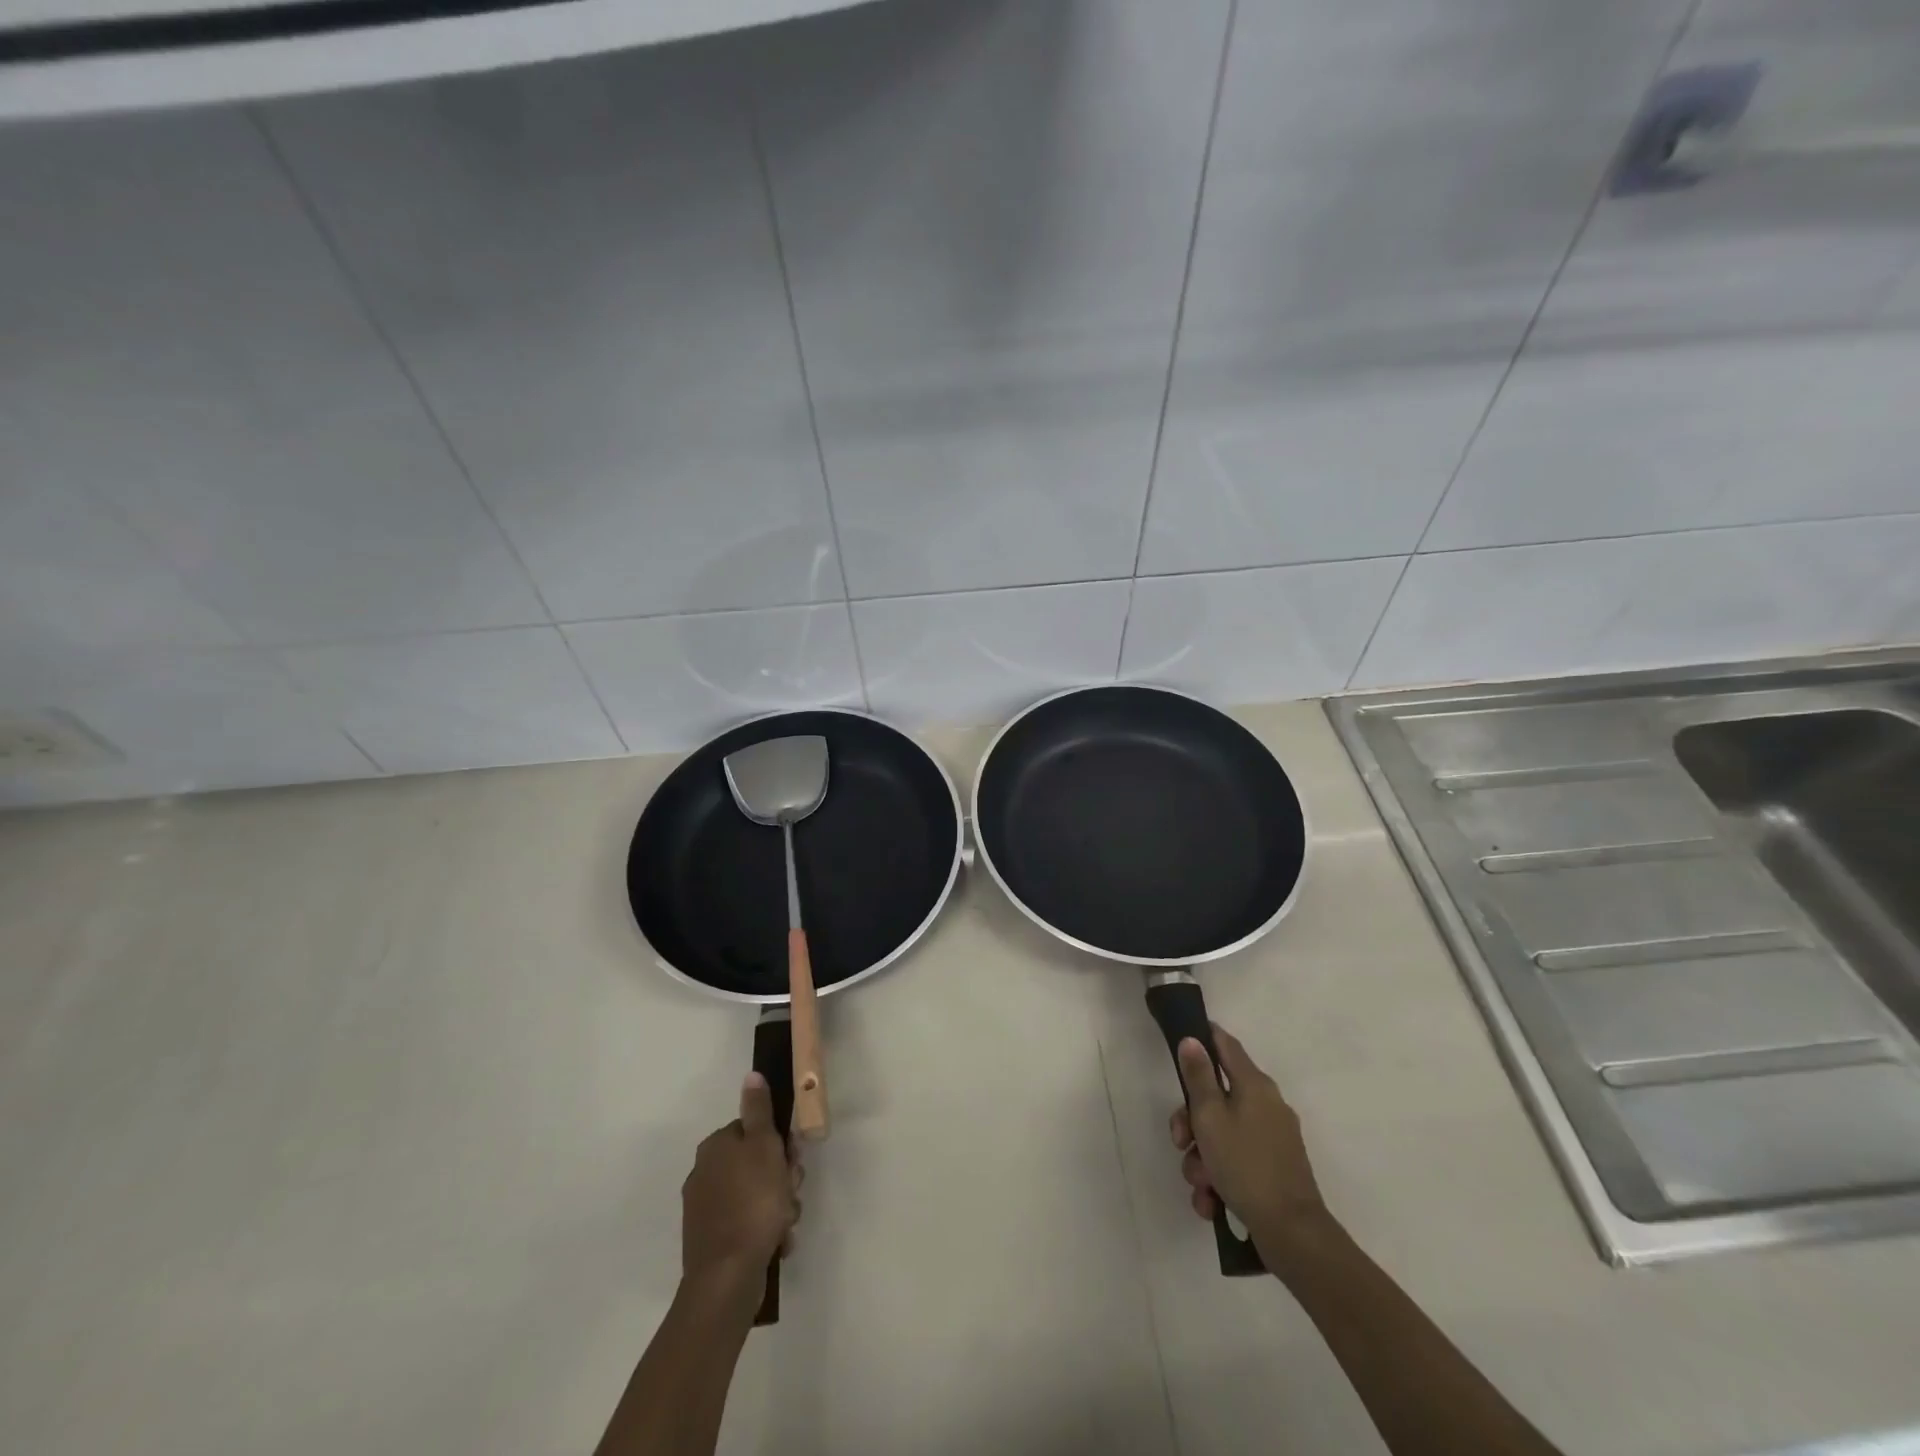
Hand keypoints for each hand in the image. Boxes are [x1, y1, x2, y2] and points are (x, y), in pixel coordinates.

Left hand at [681, 1074, 802, 1295]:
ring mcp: (707, 1210)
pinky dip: (766, 1231)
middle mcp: (705, 1173)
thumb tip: (751, 1075)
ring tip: (785, 1223)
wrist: (727, 1277)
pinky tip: (777, 1242)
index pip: (754, 1131)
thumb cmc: (752, 1203)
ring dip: (779, 1206)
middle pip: (757, 1163)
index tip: (792, 1159)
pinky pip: (749, 1225)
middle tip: (790, 1192)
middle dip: (782, 1177)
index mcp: (715, 1147)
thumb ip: (759, 1110)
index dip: (779, 1144)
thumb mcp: (763, 1146)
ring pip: (757, 1195)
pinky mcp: (713, 1241)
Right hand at [1171, 1025, 1330, 1257]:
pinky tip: (1211, 1202)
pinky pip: (1236, 1162)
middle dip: (1191, 1122)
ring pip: (1221, 1135)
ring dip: (1202, 1158)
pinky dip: (1219, 1179)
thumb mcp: (1210, 1117)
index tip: (1180, 1043)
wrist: (1292, 1234)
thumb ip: (1198, 1077)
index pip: (1225, 1044)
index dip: (1202, 1037)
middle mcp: (1266, 1105)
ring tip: (1200, 1185)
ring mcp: (1272, 1139)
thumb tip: (1192, 1040)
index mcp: (1254, 1085)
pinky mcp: (1273, 1170)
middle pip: (1216, 1097)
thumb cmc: (1245, 1165)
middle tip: (1181, 1142)